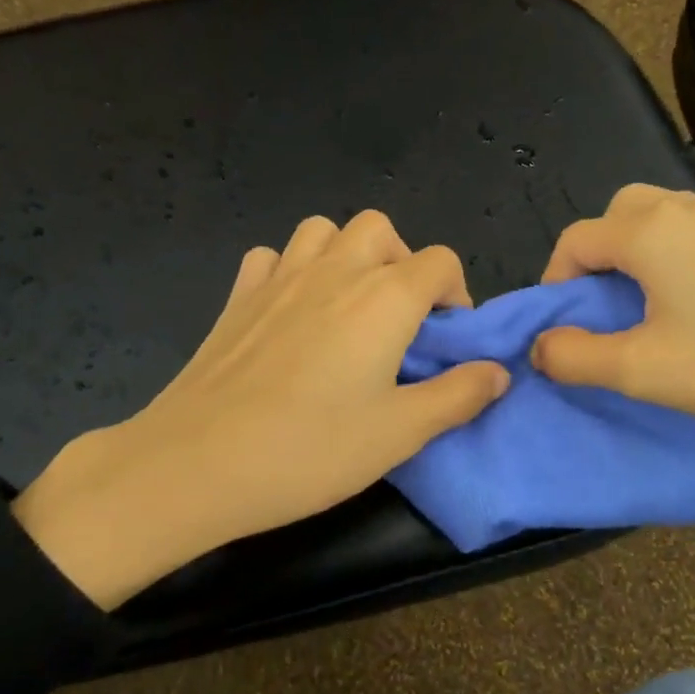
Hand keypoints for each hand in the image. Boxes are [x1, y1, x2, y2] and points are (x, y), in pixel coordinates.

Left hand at [13, 210, 509, 606]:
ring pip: (324, 231)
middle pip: (381, 230)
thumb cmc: (309, 450)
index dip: (456, 296)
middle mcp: (334, 270)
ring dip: (347, 256)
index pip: (440, 262)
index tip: (446, 342)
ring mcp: (279, 277)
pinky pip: (272, 258)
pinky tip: (290, 312)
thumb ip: (458, 396)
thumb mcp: (400, 433)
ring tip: (348, 308)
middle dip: (403, 263)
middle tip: (400, 320)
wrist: (196, 463)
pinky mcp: (237, 296)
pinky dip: (290, 271)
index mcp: (383, 298)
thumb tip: (497, 371)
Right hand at [531, 184, 694, 456]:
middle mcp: (690, 209)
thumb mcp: (643, 372)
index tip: (564, 329)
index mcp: (651, 231)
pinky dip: (679, 258)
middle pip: (618, 215)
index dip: (555, 283)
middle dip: (596, 258)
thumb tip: (541, 347)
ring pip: (662, 219)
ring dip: (637, 255)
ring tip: (648, 311)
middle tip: (604, 310)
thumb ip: (575, 357)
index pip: (575, 240)